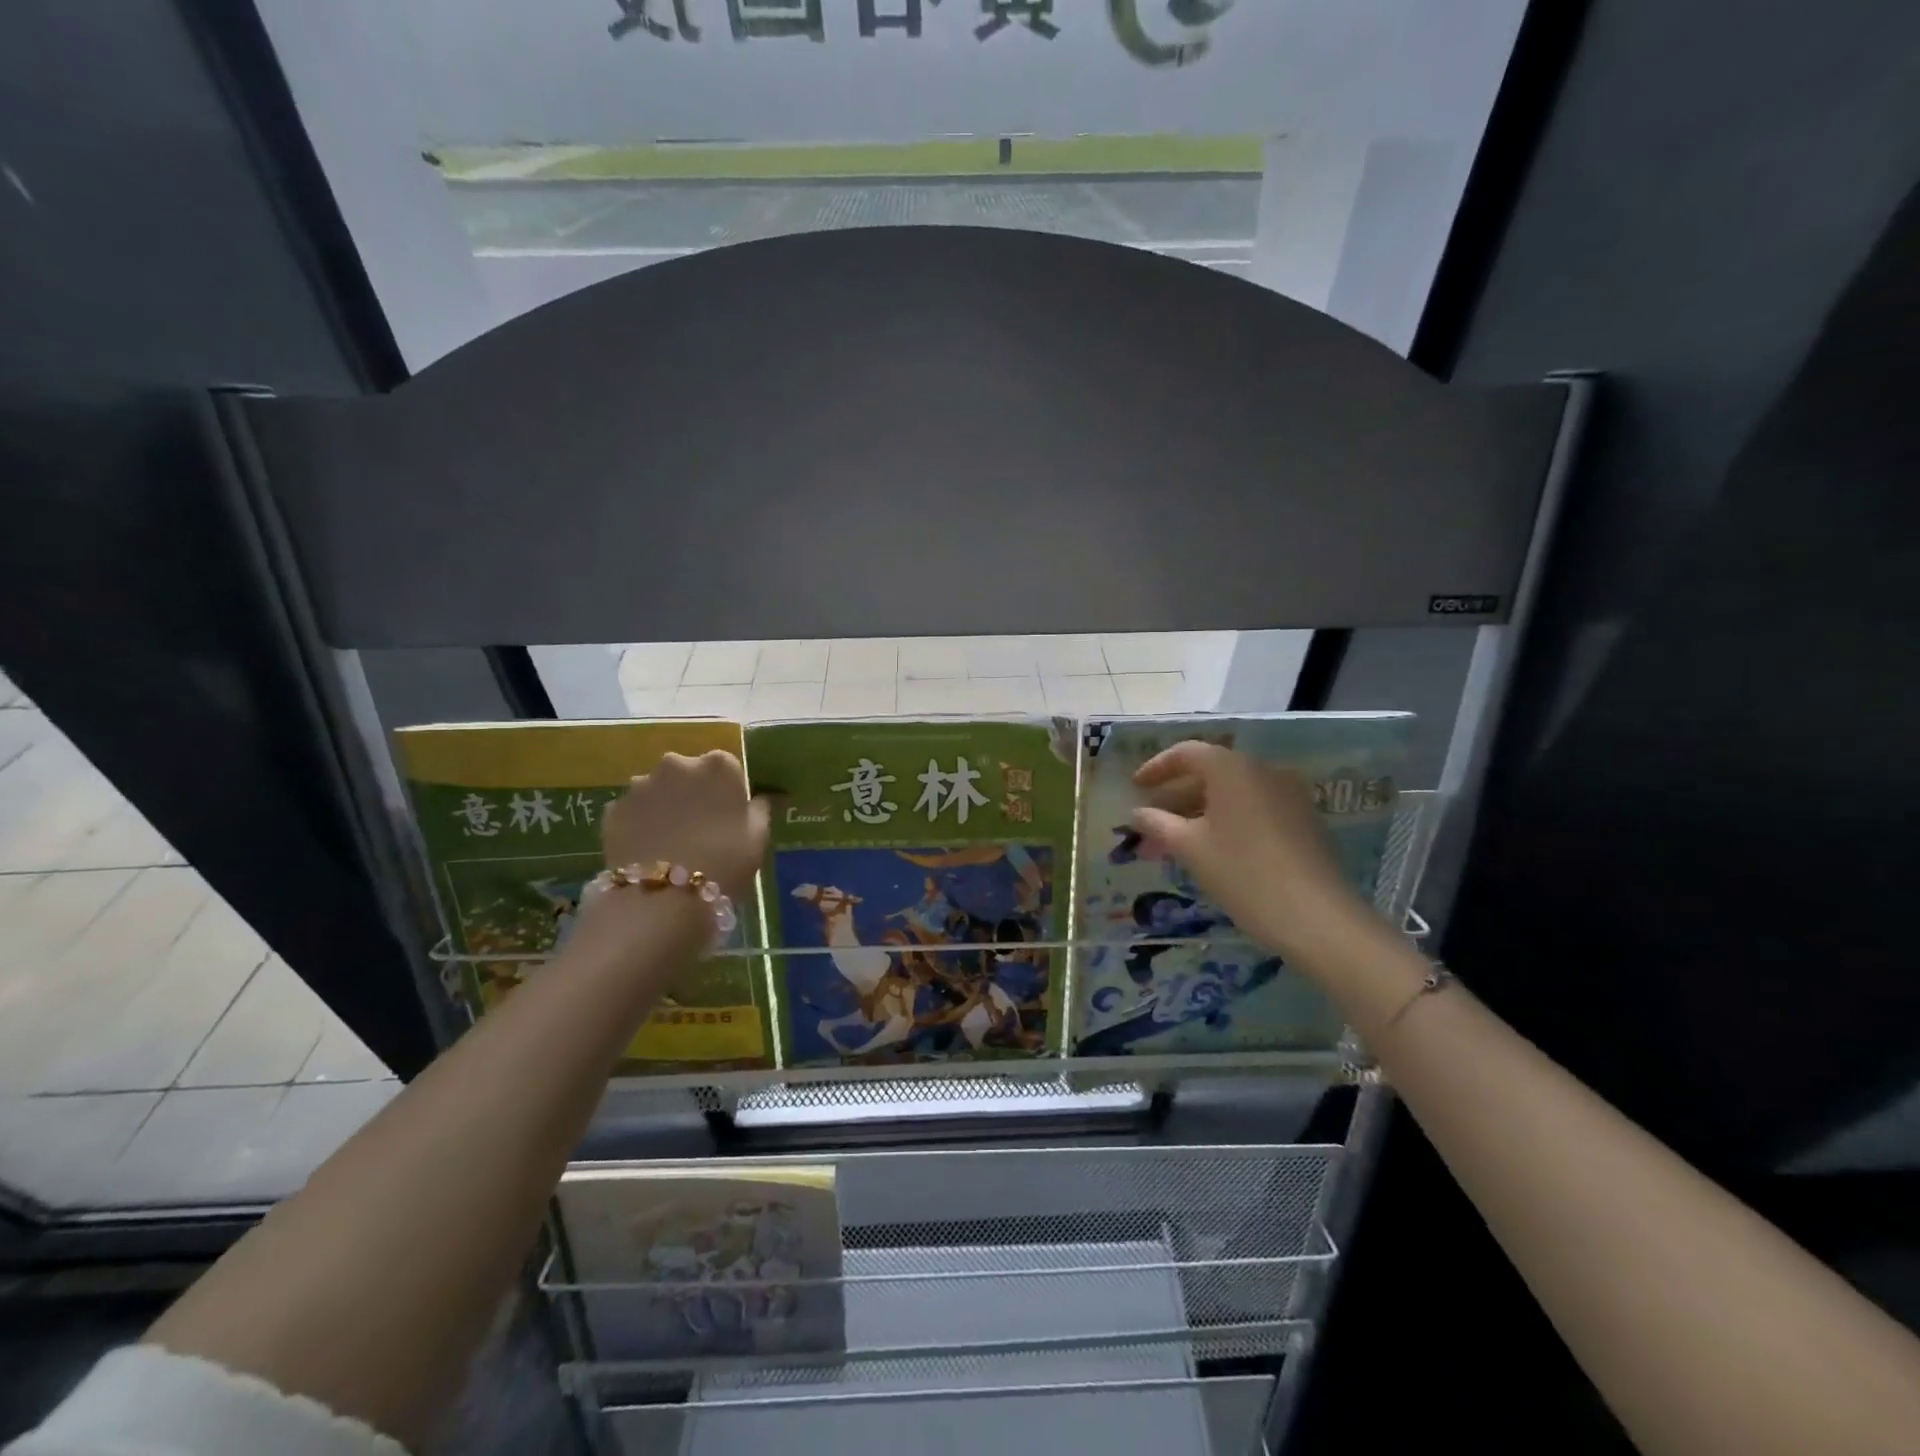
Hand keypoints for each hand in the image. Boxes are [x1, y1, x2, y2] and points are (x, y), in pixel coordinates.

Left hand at [600, 751, 770, 900]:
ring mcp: (641, 785)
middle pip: (688, 773)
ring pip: (657, 790)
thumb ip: (760, 809)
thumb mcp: (758, 837)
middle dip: (692, 793)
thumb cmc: (725, 862)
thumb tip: (762, 797)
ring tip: (670, 842)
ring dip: (664, 806)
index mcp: (718, 765)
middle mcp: (677, 764)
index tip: (729, 815)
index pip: (727, 768)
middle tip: (699, 828)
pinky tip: (648, 851)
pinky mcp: (613, 810)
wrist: (663, 898)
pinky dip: (640, 824)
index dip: (728, 792)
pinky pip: (633, 812)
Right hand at [1130, 741, 1376, 964]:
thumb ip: (1159, 824)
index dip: (1157, 767)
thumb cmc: (1243, 873)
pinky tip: (1212, 847)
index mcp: (1232, 768)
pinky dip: (1227, 818)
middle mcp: (1262, 770)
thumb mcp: (1191, 848)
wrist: (1317, 917)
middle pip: (1211, 770)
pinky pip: (1254, 806)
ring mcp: (1288, 794)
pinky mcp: (1303, 819)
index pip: (1186, 752)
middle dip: (1176, 793)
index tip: (1135, 787)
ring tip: (1175, 838)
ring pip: (1233, 791)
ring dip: (1200, 808)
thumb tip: (1137, 813)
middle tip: (1151, 818)